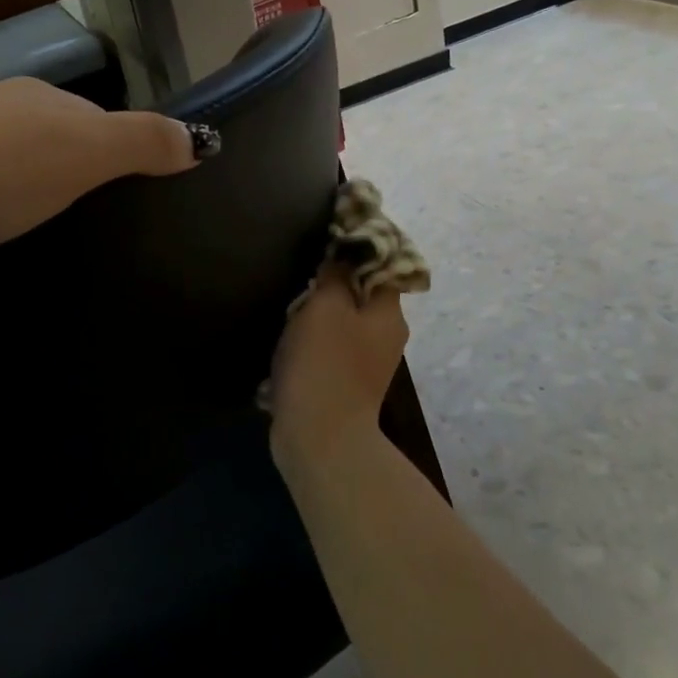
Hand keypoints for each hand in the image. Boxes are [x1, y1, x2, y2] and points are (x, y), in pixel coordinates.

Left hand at [0, 77, 198, 264]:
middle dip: (76, 168)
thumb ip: (139, 143)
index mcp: (42, 100)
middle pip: (55, 134)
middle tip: (93, 218)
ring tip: (41, 226)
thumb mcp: (78, 156)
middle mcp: (0, 106)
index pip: (101, 120)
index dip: (122, 151)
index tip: (134, 195)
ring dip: (30, 182)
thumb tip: (199, 139)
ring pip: (11, 154)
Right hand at [267, 267, 408, 462]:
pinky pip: (330, 349)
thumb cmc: (325, 363)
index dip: (358, 250)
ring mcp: (366, 365)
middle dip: (334, 282)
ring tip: (290, 303)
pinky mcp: (344, 385)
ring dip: (319, 313)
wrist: (319, 437)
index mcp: (389, 315)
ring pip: (344, 322)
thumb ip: (335, 275)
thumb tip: (341, 257)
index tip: (329, 240)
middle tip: (303, 272)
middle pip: (362, 295)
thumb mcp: (327, 306)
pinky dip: (312, 341)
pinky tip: (288, 340)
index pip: (382, 268)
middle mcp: (385, 338)